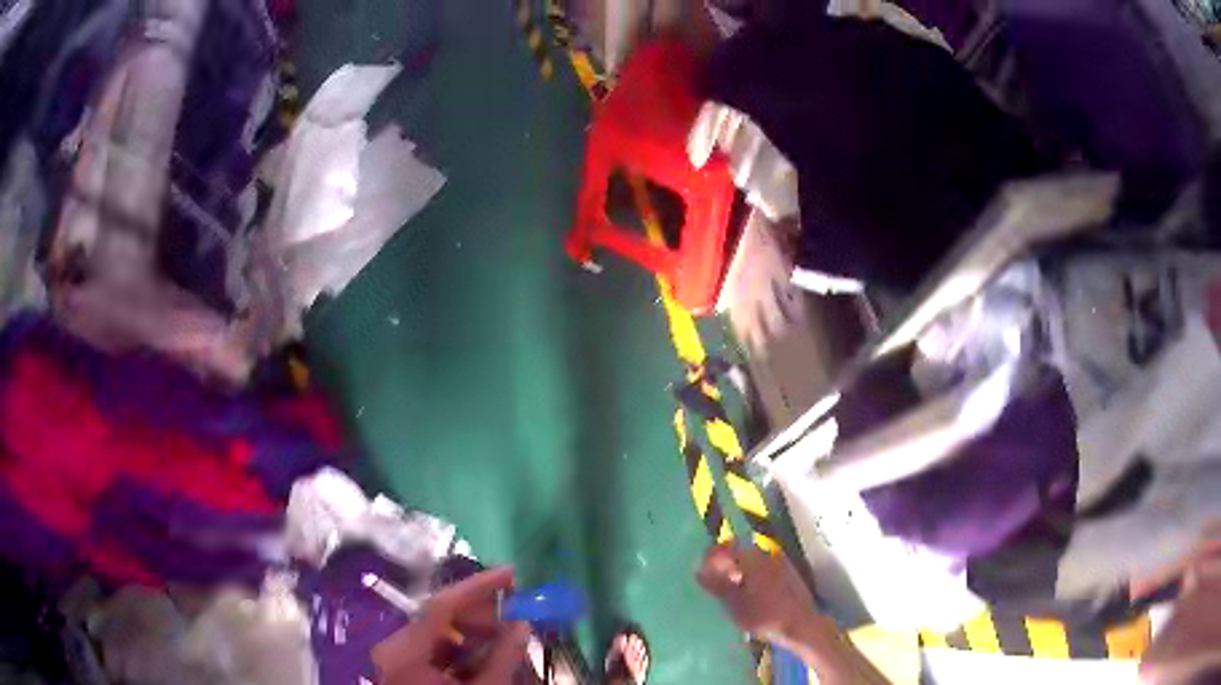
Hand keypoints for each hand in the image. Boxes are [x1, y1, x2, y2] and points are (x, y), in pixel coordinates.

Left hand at [373, 567, 530, 684]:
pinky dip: (463, 651)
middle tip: (518, 618)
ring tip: (508, 644)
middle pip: (440, 618)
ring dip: (476, 635)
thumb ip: (502, 658)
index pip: (441, 606)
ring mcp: (397, 657)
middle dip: (482, 617)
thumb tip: (522, 624)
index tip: (512, 574)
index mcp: (406, 653)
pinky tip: (487, 659)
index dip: (478, 587)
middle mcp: (394, 647)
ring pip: (440, 633)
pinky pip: (436, 649)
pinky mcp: (403, 667)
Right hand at [696, 544, 820, 646]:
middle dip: (725, 564)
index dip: (709, 559)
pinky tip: (752, 592)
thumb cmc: (765, 616)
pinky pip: (764, 566)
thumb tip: (699, 571)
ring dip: (740, 570)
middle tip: (716, 583)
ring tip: (733, 591)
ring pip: (752, 559)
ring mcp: (779, 561)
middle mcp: (765, 554)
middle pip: (738, 551)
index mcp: (750, 560)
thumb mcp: (735, 605)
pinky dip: (753, 574)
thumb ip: (718, 586)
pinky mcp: (788, 570)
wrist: (802, 624)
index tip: (701, 573)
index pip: (723, 549)